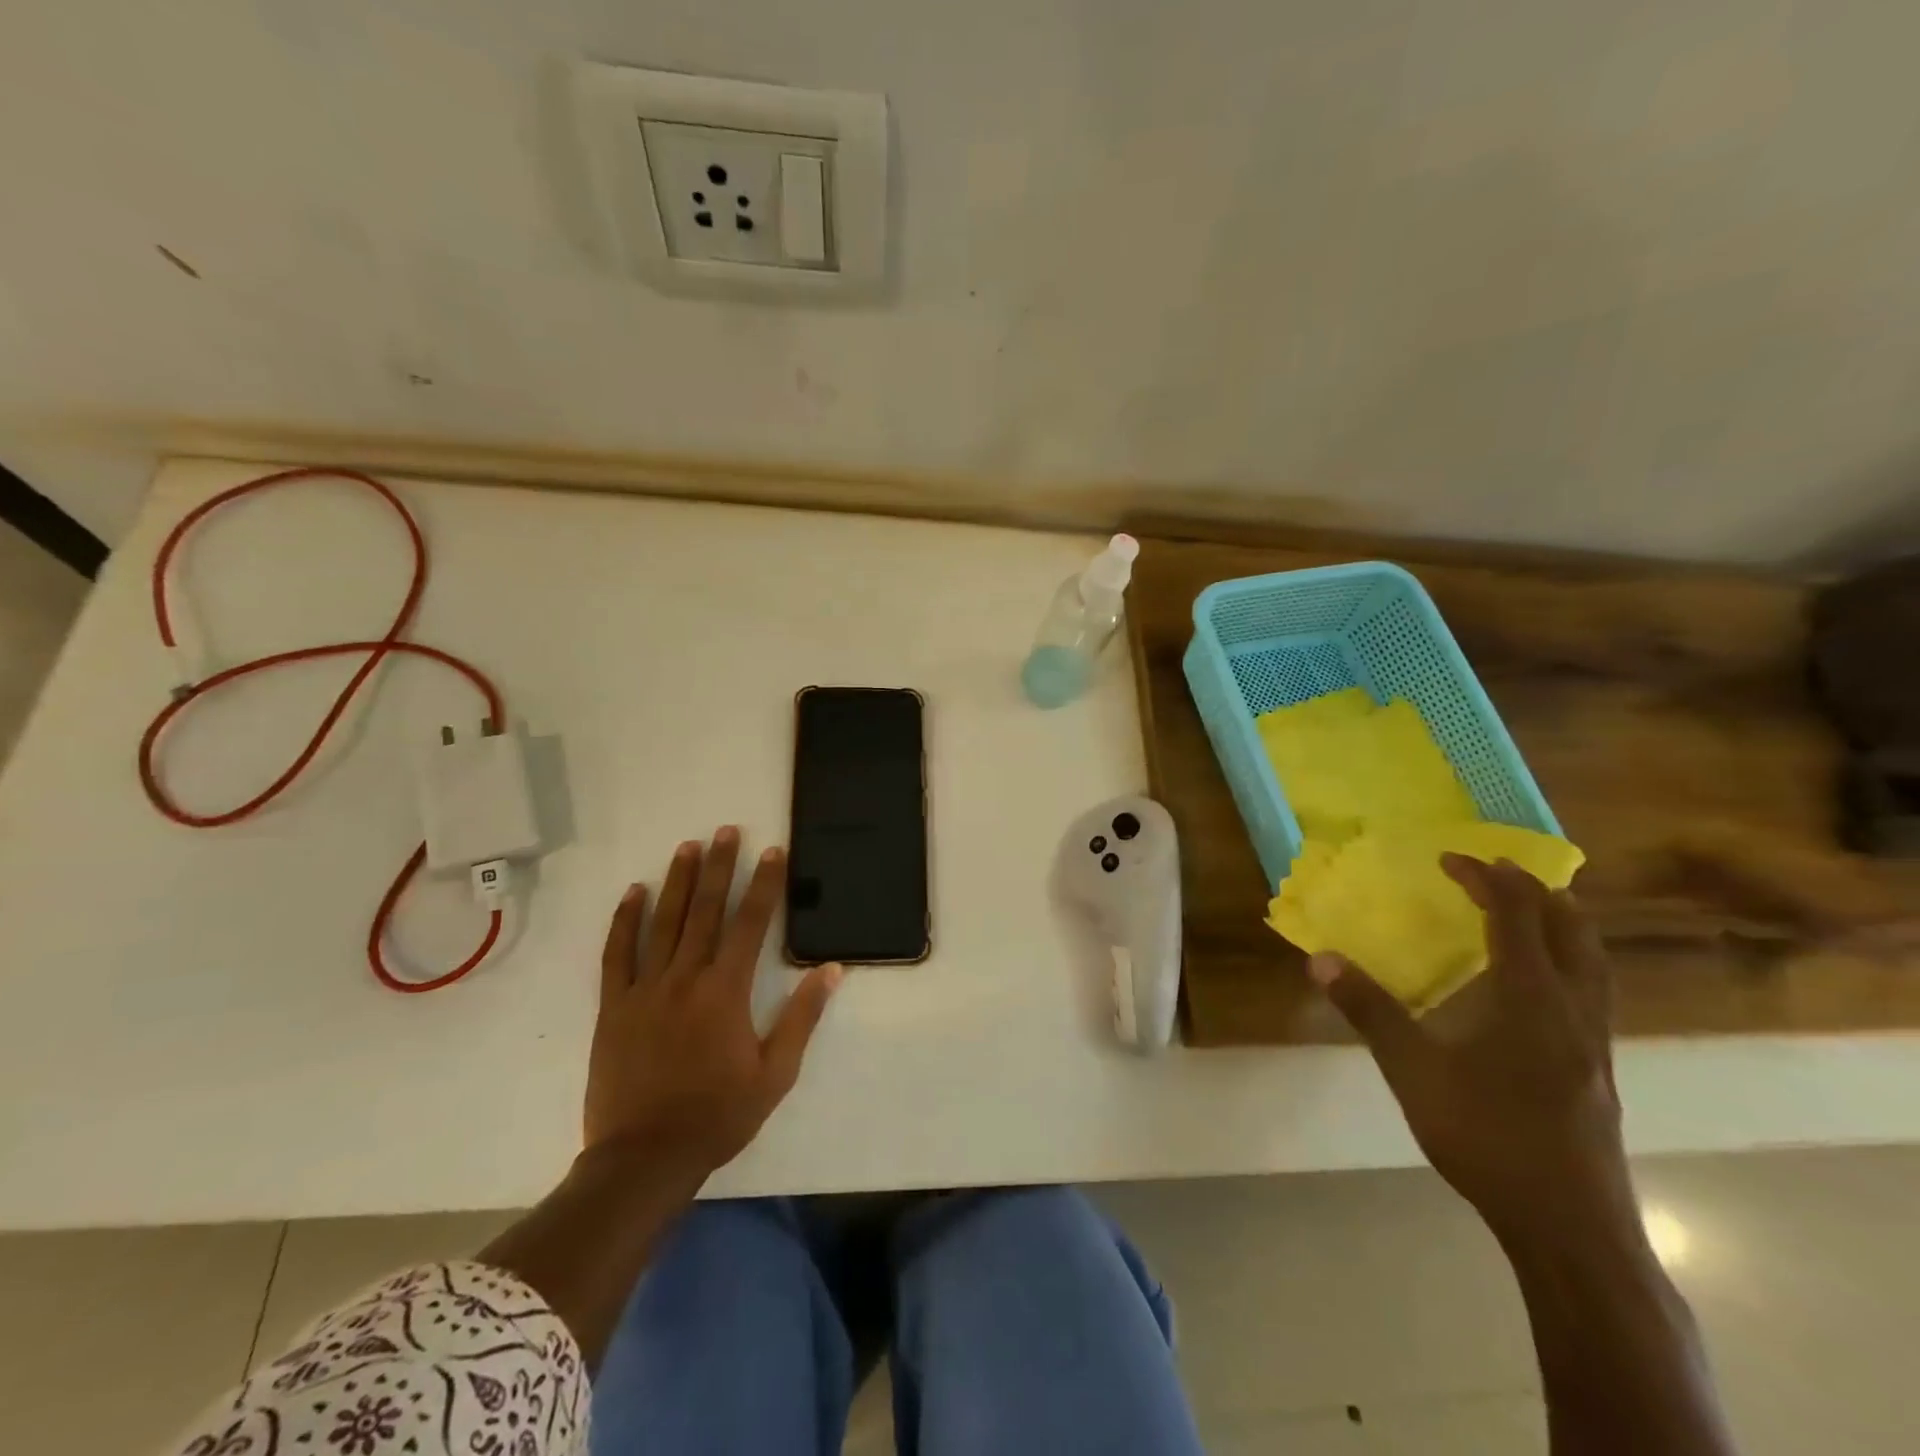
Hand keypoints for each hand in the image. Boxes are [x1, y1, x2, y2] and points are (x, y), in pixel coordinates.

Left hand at [585, 827, 842, 1178]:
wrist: (644, 1158)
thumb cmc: (718, 1115)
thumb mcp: (775, 1074)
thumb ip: (801, 1017)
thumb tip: (830, 970)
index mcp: (726, 992)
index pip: (750, 924)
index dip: (764, 884)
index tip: (772, 851)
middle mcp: (685, 978)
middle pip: (706, 911)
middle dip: (720, 867)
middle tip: (727, 831)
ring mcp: (645, 989)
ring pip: (664, 923)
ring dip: (678, 882)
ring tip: (688, 846)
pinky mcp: (613, 1007)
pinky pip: (616, 954)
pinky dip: (624, 921)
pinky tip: (634, 893)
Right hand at [1310, 855, 1629, 1246]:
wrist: (1570, 1228)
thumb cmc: (1488, 1138)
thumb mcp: (1413, 1071)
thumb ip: (1369, 1011)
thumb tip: (1320, 960)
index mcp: (1532, 999)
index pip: (1516, 917)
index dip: (1486, 879)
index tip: (1451, 858)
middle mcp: (1573, 1011)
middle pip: (1574, 932)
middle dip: (1538, 892)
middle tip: (1500, 872)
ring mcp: (1595, 1045)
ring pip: (1594, 965)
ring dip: (1563, 926)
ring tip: (1532, 912)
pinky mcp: (1599, 1073)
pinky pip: (1592, 994)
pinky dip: (1569, 964)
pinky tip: (1539, 988)